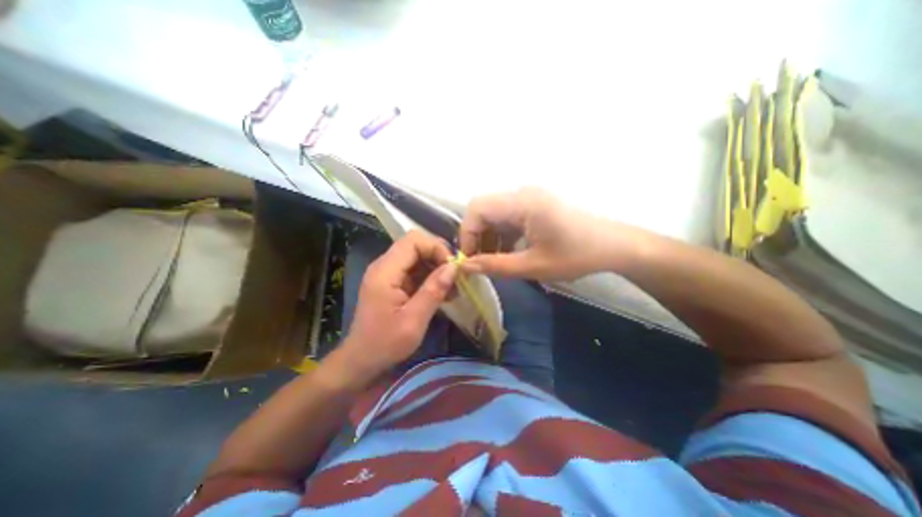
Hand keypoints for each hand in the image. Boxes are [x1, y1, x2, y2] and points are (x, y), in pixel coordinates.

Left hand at [341, 231, 457, 379]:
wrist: (362, 360)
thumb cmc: (385, 344)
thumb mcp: (414, 321)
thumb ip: (433, 291)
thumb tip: (454, 267)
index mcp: (385, 272)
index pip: (413, 241)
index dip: (436, 248)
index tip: (452, 268)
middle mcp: (384, 266)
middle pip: (415, 245)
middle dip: (438, 257)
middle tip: (455, 277)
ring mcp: (387, 273)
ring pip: (417, 256)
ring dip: (436, 268)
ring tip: (452, 288)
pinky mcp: (391, 282)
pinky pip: (414, 270)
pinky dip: (429, 277)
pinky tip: (441, 293)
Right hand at [461, 187, 634, 280]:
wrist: (614, 246)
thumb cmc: (576, 256)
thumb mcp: (533, 266)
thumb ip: (495, 266)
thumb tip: (464, 267)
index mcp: (523, 202)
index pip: (477, 208)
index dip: (467, 233)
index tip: (469, 259)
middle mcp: (522, 193)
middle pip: (483, 209)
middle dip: (476, 236)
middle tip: (479, 261)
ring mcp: (529, 198)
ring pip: (494, 214)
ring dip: (488, 236)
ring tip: (494, 260)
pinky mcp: (534, 205)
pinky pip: (507, 217)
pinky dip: (501, 234)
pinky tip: (508, 251)